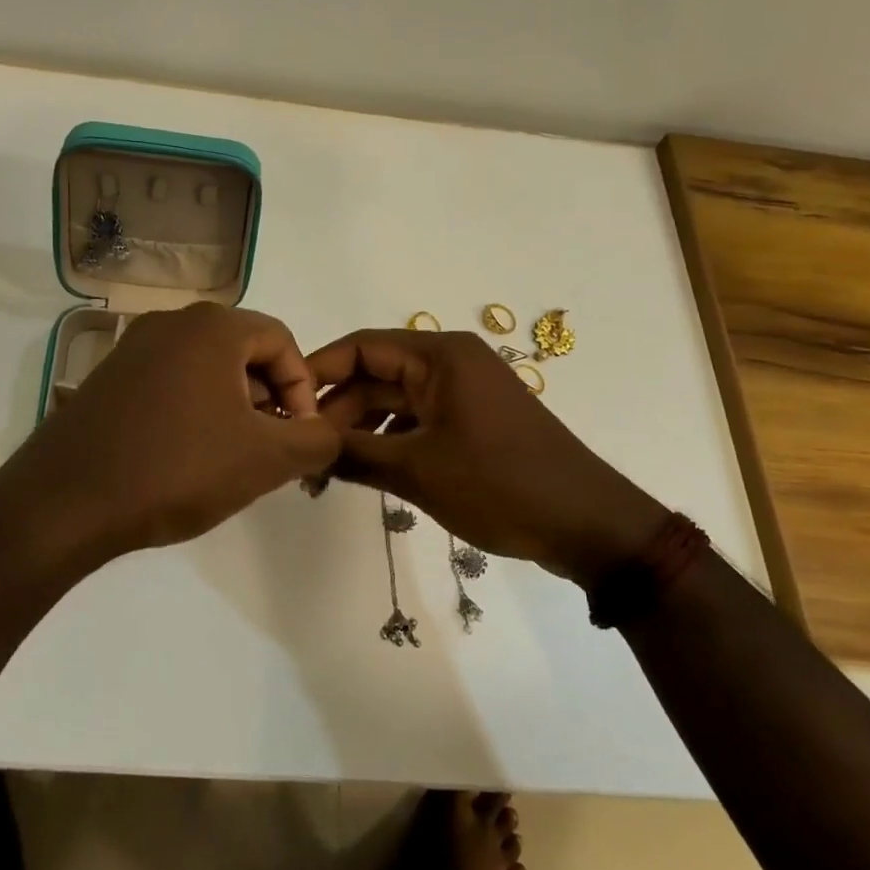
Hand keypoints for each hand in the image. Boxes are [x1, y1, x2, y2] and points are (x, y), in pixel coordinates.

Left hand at [1, 303, 340, 558]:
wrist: (64, 502)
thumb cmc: (176, 468)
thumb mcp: (265, 459)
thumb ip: (316, 440)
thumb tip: (325, 432)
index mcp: (212, 326)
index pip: (282, 340)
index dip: (302, 388)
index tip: (299, 436)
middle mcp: (171, 322)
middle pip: (243, 351)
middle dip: (268, 398)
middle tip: (268, 448)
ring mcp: (133, 348)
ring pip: (206, 368)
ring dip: (232, 406)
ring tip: (229, 458)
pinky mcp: (108, 377)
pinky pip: (170, 382)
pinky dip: (193, 410)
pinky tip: (184, 457)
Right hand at [307, 329, 668, 587]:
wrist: (587, 523)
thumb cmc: (500, 484)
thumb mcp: (418, 470)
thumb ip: (354, 453)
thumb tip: (304, 447)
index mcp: (440, 356)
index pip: (362, 346)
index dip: (319, 371)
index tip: (283, 403)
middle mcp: (450, 363)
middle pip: (377, 374)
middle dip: (339, 409)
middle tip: (304, 450)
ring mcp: (464, 393)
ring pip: (396, 400)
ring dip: (362, 428)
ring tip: (327, 466)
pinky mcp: (473, 421)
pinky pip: (419, 419)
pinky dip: (391, 439)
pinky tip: (366, 469)